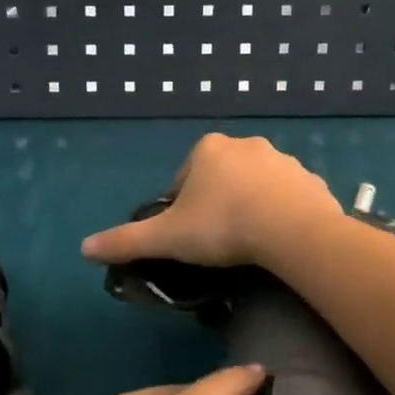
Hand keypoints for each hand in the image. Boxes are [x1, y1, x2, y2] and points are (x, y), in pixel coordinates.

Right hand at [81, 132, 341, 270]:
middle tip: (217, 242)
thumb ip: (125, 241)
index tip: (188, 238)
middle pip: (219, 178)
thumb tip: (83, 249)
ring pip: (254, 185)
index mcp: (207, 149)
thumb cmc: (223, 226)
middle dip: (216, 204)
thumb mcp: (168, 238)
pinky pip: (287, 196)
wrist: (294, 231)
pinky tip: (277, 239)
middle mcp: (244, 144)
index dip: (180, 209)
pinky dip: (279, 212)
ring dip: (248, 206)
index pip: (183, 180)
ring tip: (248, 243)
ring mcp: (282, 159)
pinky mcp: (311, 179)